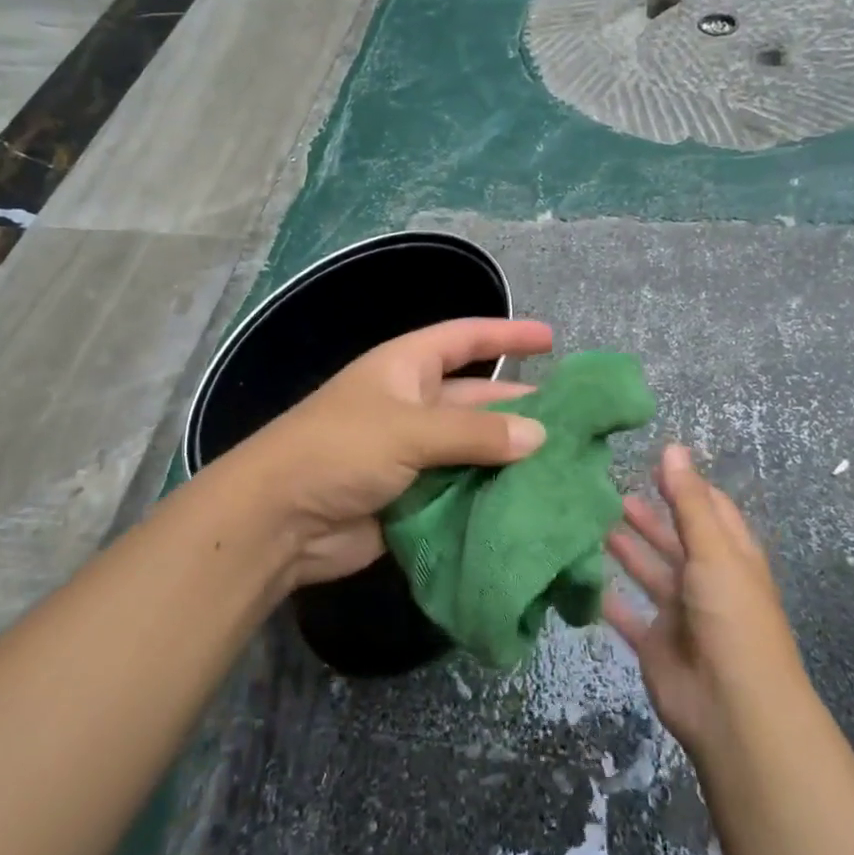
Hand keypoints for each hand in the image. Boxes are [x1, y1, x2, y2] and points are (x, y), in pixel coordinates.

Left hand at [231, 318, 553, 588]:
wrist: (278, 521)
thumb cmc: (339, 450)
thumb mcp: (408, 429)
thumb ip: (475, 433)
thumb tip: (539, 436)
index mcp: (406, 368)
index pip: (463, 339)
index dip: (505, 333)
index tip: (551, 339)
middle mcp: (412, 405)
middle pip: (476, 399)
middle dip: (519, 407)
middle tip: (574, 422)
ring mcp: (412, 454)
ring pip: (473, 449)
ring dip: (509, 457)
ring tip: (566, 466)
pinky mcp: (413, 497)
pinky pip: (461, 490)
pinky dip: (491, 495)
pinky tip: (531, 503)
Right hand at [604, 446, 806, 763]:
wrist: (732, 708)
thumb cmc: (731, 617)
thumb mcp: (713, 550)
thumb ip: (688, 501)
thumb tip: (673, 446)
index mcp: (730, 556)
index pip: (709, 509)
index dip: (684, 484)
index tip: (649, 460)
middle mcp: (706, 580)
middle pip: (675, 539)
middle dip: (648, 515)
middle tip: (607, 489)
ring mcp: (680, 614)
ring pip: (649, 572)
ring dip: (626, 549)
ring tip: (590, 520)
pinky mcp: (655, 644)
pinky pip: (627, 613)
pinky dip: (607, 597)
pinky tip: (581, 573)